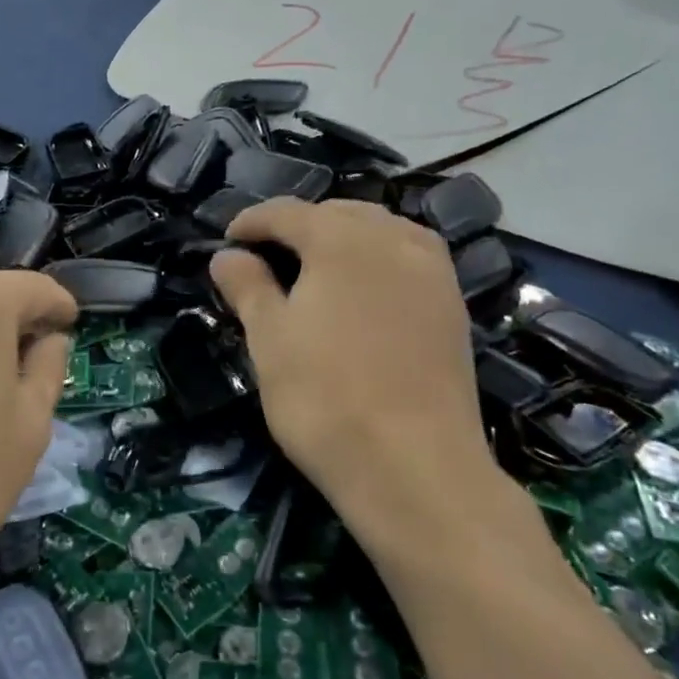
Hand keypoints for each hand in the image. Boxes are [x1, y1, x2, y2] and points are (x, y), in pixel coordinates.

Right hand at [210, 199, 515, 570]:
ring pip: (380, 230)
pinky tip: (366, 288)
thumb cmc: (325, 397)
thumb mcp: (269, 338)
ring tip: (316, 267)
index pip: (287, 212)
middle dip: (299, 225)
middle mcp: (392, 239)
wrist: (415, 466)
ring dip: (343, 236)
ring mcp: (431, 271)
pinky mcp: (452, 305)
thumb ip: (247, 286)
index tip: (227, 240)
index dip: (252, 221)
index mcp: (340, 239)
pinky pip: (409, 258)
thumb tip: (226, 255)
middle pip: (338, 213)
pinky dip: (379, 258)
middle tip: (266, 254)